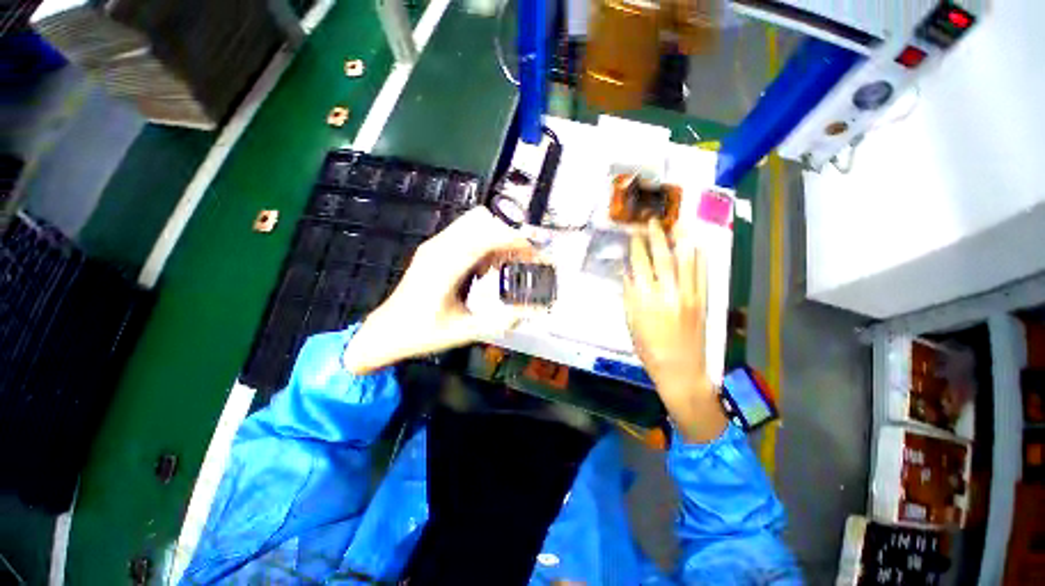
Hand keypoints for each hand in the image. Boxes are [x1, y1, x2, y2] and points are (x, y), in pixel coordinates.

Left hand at [344, 207, 534, 373]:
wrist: (386, 331)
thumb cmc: (420, 333)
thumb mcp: (464, 331)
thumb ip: (500, 321)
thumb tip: (531, 311)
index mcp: (445, 266)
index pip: (486, 236)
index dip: (514, 239)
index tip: (534, 253)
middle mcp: (440, 248)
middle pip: (482, 219)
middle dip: (509, 234)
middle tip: (524, 258)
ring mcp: (436, 246)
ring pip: (475, 223)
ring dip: (497, 237)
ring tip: (508, 263)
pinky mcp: (435, 249)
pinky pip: (467, 233)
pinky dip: (485, 242)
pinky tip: (488, 268)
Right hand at [624, 220, 725, 442]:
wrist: (681, 369)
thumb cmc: (649, 349)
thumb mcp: (631, 323)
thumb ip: (629, 296)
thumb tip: (627, 273)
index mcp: (646, 299)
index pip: (640, 265)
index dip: (636, 247)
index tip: (633, 233)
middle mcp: (667, 292)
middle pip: (662, 257)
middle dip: (656, 236)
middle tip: (652, 221)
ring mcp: (688, 295)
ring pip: (685, 261)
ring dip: (680, 240)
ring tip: (678, 224)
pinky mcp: (702, 300)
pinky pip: (701, 274)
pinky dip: (699, 258)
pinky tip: (696, 245)